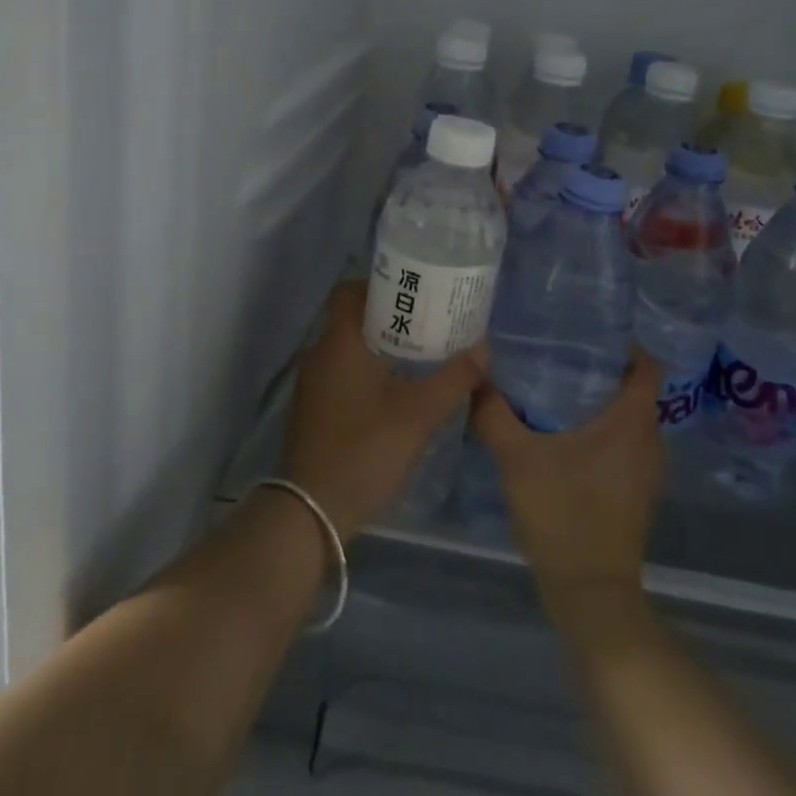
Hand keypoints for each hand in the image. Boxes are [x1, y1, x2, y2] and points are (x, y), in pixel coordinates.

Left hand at [279, 281, 484, 536]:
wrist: (312, 511)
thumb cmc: (365, 448)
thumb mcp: (419, 413)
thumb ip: (454, 378)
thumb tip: (483, 349)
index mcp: (339, 341)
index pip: (350, 290)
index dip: (380, 284)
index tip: (414, 291)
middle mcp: (320, 353)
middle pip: (354, 318)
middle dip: (390, 316)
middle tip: (430, 322)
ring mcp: (313, 384)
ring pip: (349, 347)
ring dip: (381, 346)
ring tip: (421, 354)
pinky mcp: (314, 409)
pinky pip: (343, 373)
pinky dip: (368, 371)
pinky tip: (397, 391)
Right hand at [470, 349, 663, 611]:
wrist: (590, 594)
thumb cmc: (562, 515)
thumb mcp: (518, 459)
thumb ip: (494, 413)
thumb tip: (476, 375)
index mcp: (632, 422)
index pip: (647, 364)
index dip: (624, 343)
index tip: (587, 332)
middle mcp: (649, 440)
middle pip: (636, 387)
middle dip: (603, 368)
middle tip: (560, 353)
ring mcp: (647, 469)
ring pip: (630, 417)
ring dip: (602, 400)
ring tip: (558, 386)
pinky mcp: (637, 491)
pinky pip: (625, 443)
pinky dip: (603, 430)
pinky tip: (565, 433)